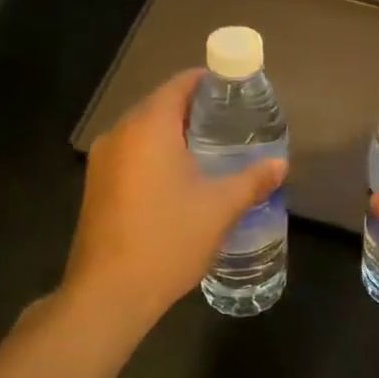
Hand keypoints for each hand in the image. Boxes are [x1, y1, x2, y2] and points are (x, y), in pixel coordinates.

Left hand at [63, 69, 286, 328]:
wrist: (108, 295)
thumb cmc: (168, 240)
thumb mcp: (220, 208)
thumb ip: (253, 180)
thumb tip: (281, 164)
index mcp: (149, 127)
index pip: (180, 84)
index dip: (210, 82)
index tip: (238, 93)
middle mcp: (120, 134)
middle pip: (161, 105)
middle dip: (196, 110)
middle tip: (233, 123)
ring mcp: (102, 161)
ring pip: (144, 131)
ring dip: (175, 134)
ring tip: (212, 150)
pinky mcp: (97, 186)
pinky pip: (132, 154)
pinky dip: (157, 154)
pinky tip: (181, 179)